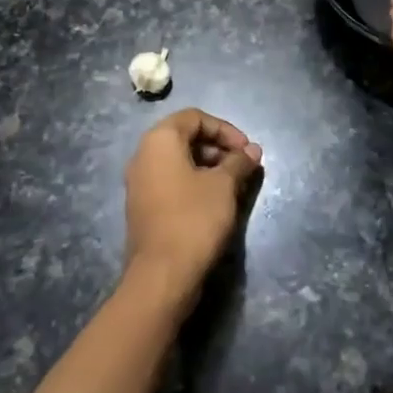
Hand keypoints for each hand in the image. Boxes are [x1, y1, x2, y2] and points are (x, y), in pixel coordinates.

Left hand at [122, 109, 262, 303]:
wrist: (162, 275)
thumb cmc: (194, 219)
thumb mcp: (224, 186)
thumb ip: (239, 162)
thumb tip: (253, 151)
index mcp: (159, 140)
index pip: (195, 117)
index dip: (225, 129)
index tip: (246, 150)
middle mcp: (143, 155)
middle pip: (185, 137)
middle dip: (218, 148)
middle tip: (243, 167)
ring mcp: (139, 182)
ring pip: (178, 161)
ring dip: (208, 166)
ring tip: (234, 185)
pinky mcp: (143, 206)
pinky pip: (171, 181)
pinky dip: (194, 182)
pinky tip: (215, 202)